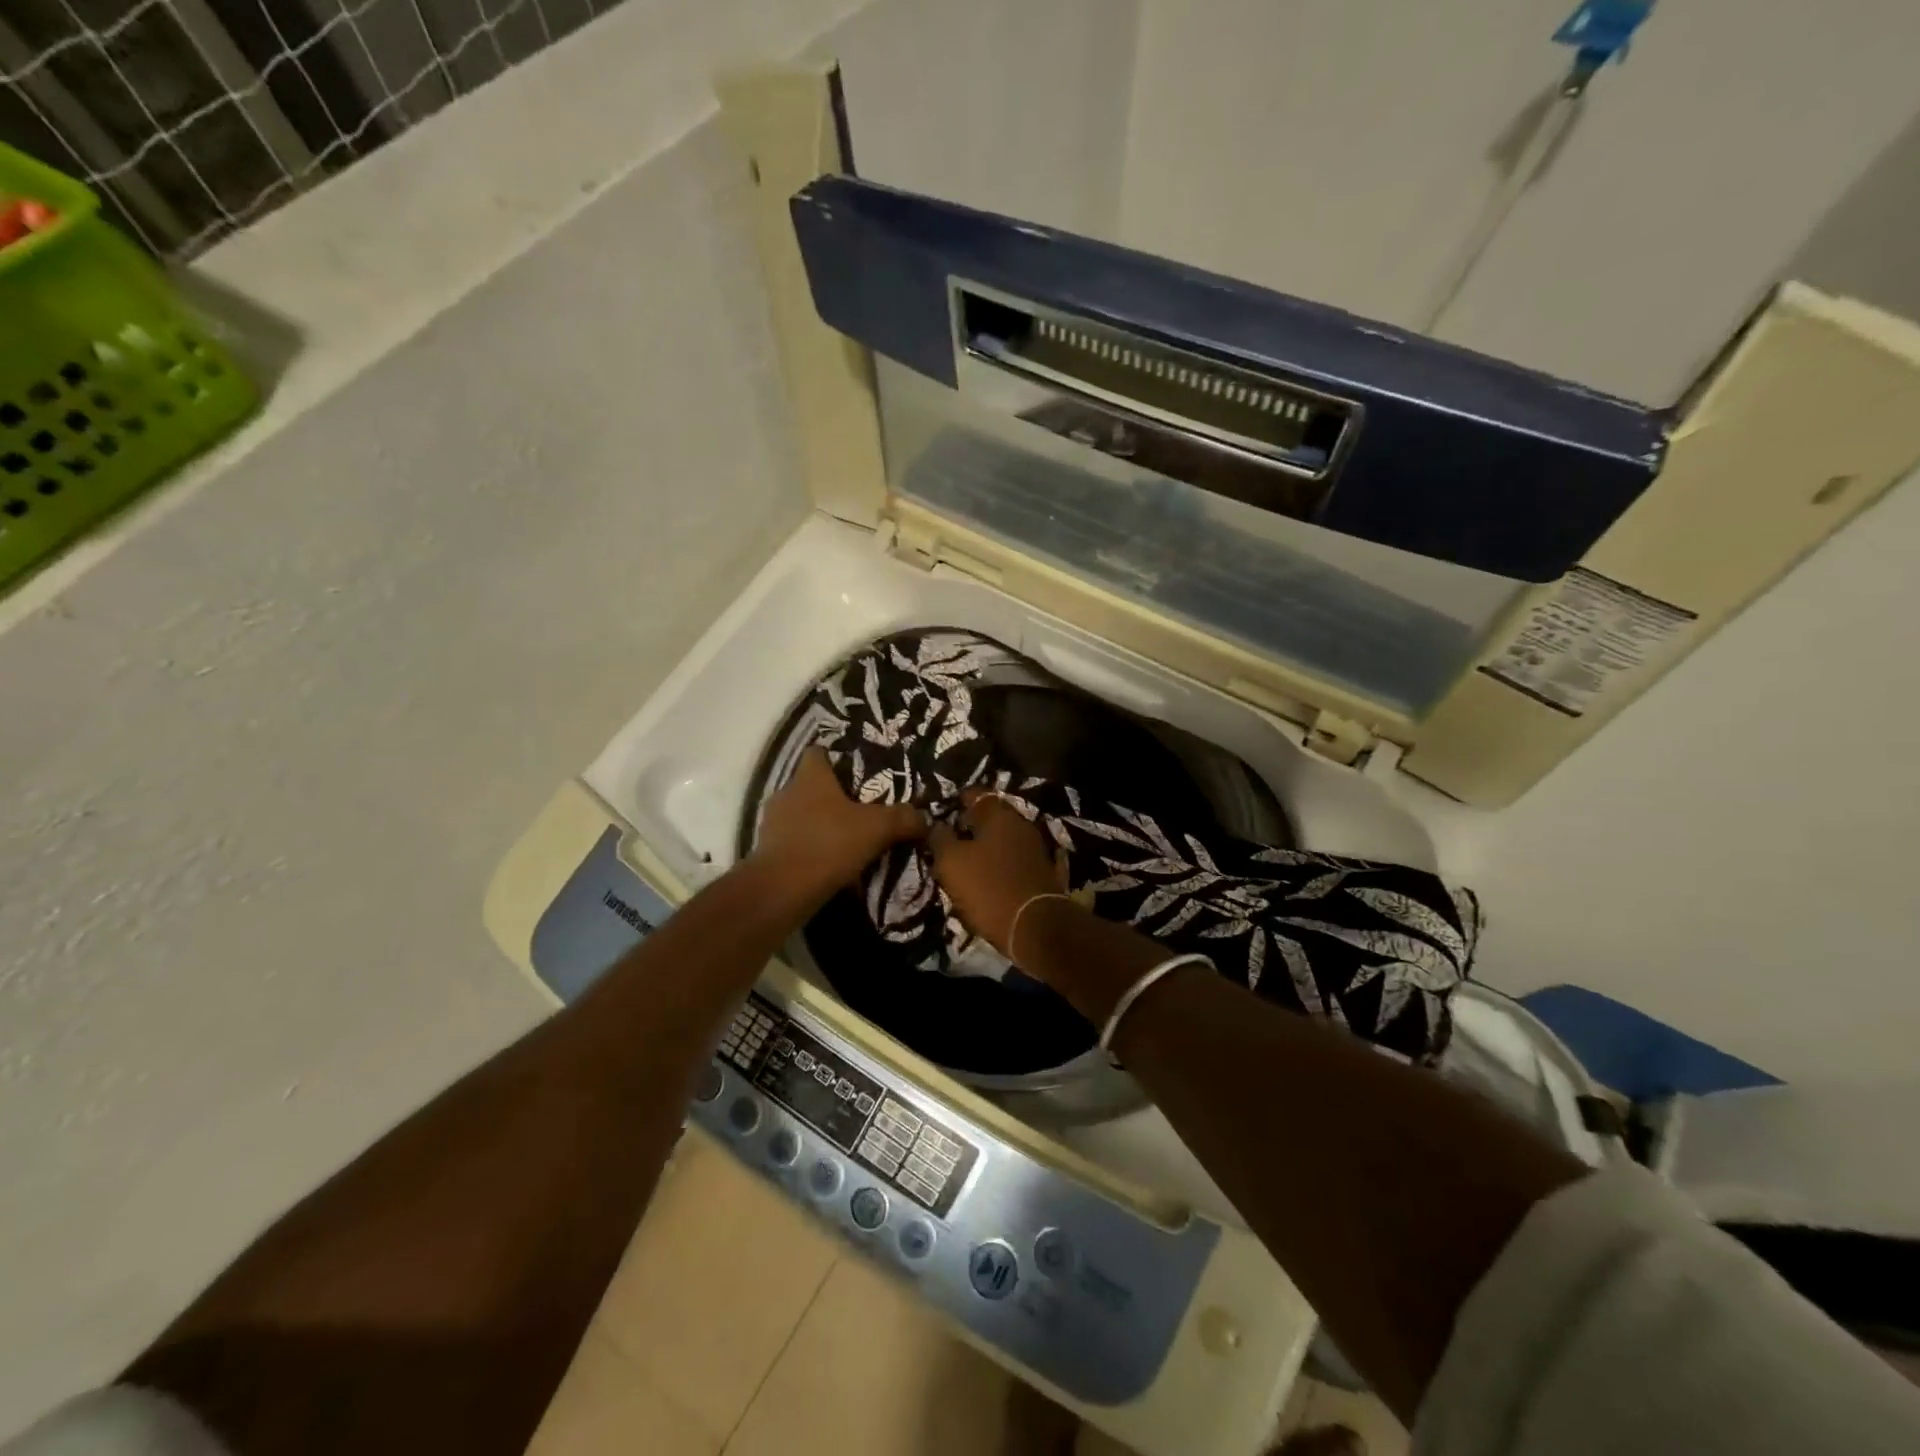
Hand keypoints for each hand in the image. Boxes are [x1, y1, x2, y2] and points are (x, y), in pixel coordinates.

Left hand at [749, 749, 924, 909]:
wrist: (781, 890)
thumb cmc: (828, 844)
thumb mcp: (877, 828)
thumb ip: (903, 818)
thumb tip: (923, 818)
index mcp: (810, 776)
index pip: (818, 752)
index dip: (837, 759)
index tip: (858, 773)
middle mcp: (786, 792)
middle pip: (811, 785)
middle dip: (833, 797)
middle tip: (861, 810)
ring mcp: (772, 823)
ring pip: (801, 815)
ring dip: (820, 825)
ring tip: (847, 840)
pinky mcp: (766, 851)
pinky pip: (794, 842)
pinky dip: (809, 849)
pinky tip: (829, 864)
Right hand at [927, 790, 1065, 954]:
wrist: (1036, 928)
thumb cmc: (988, 888)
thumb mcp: (951, 862)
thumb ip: (940, 838)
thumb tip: (936, 825)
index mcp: (999, 814)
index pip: (974, 793)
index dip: (954, 801)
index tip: (938, 814)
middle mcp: (1021, 823)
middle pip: (990, 816)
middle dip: (970, 825)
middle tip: (948, 840)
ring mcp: (1035, 847)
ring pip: (1002, 838)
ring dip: (985, 847)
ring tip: (964, 862)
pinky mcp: (1042, 871)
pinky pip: (1014, 859)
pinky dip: (1000, 863)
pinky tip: (987, 876)